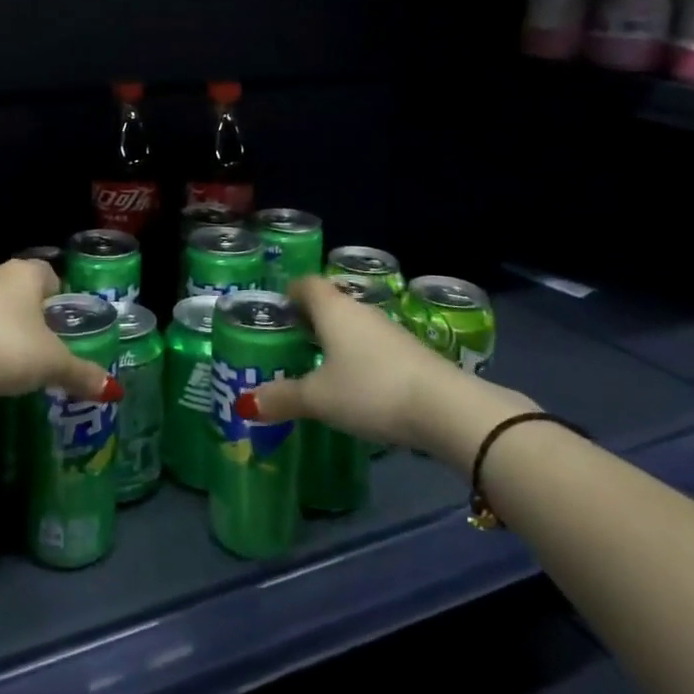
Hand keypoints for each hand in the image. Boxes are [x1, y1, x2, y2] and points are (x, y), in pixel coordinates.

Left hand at [0, 259, 122, 403]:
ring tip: (20, 360)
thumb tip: (114, 390)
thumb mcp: (53, 364)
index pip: (51, 275)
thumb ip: (82, 373)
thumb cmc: (9, 347)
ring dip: (8, 328)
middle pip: (24, 290)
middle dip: (35, 315)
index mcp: (27, 272)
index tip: (66, 326)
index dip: (61, 299)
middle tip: (48, 345)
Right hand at [238, 277, 534, 451]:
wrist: (446, 409)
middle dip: (311, 320)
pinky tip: (357, 387)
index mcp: (333, 309)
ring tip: (320, 368)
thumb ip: (282, 398)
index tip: (277, 312)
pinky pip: (375, 348)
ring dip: (337, 341)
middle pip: (330, 304)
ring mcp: (390, 331)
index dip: (290, 293)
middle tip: (291, 343)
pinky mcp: (412, 354)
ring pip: (354, 327)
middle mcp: (361, 310)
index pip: (305, 284)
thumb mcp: (318, 398)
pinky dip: (361, 360)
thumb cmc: (369, 389)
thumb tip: (246, 403)